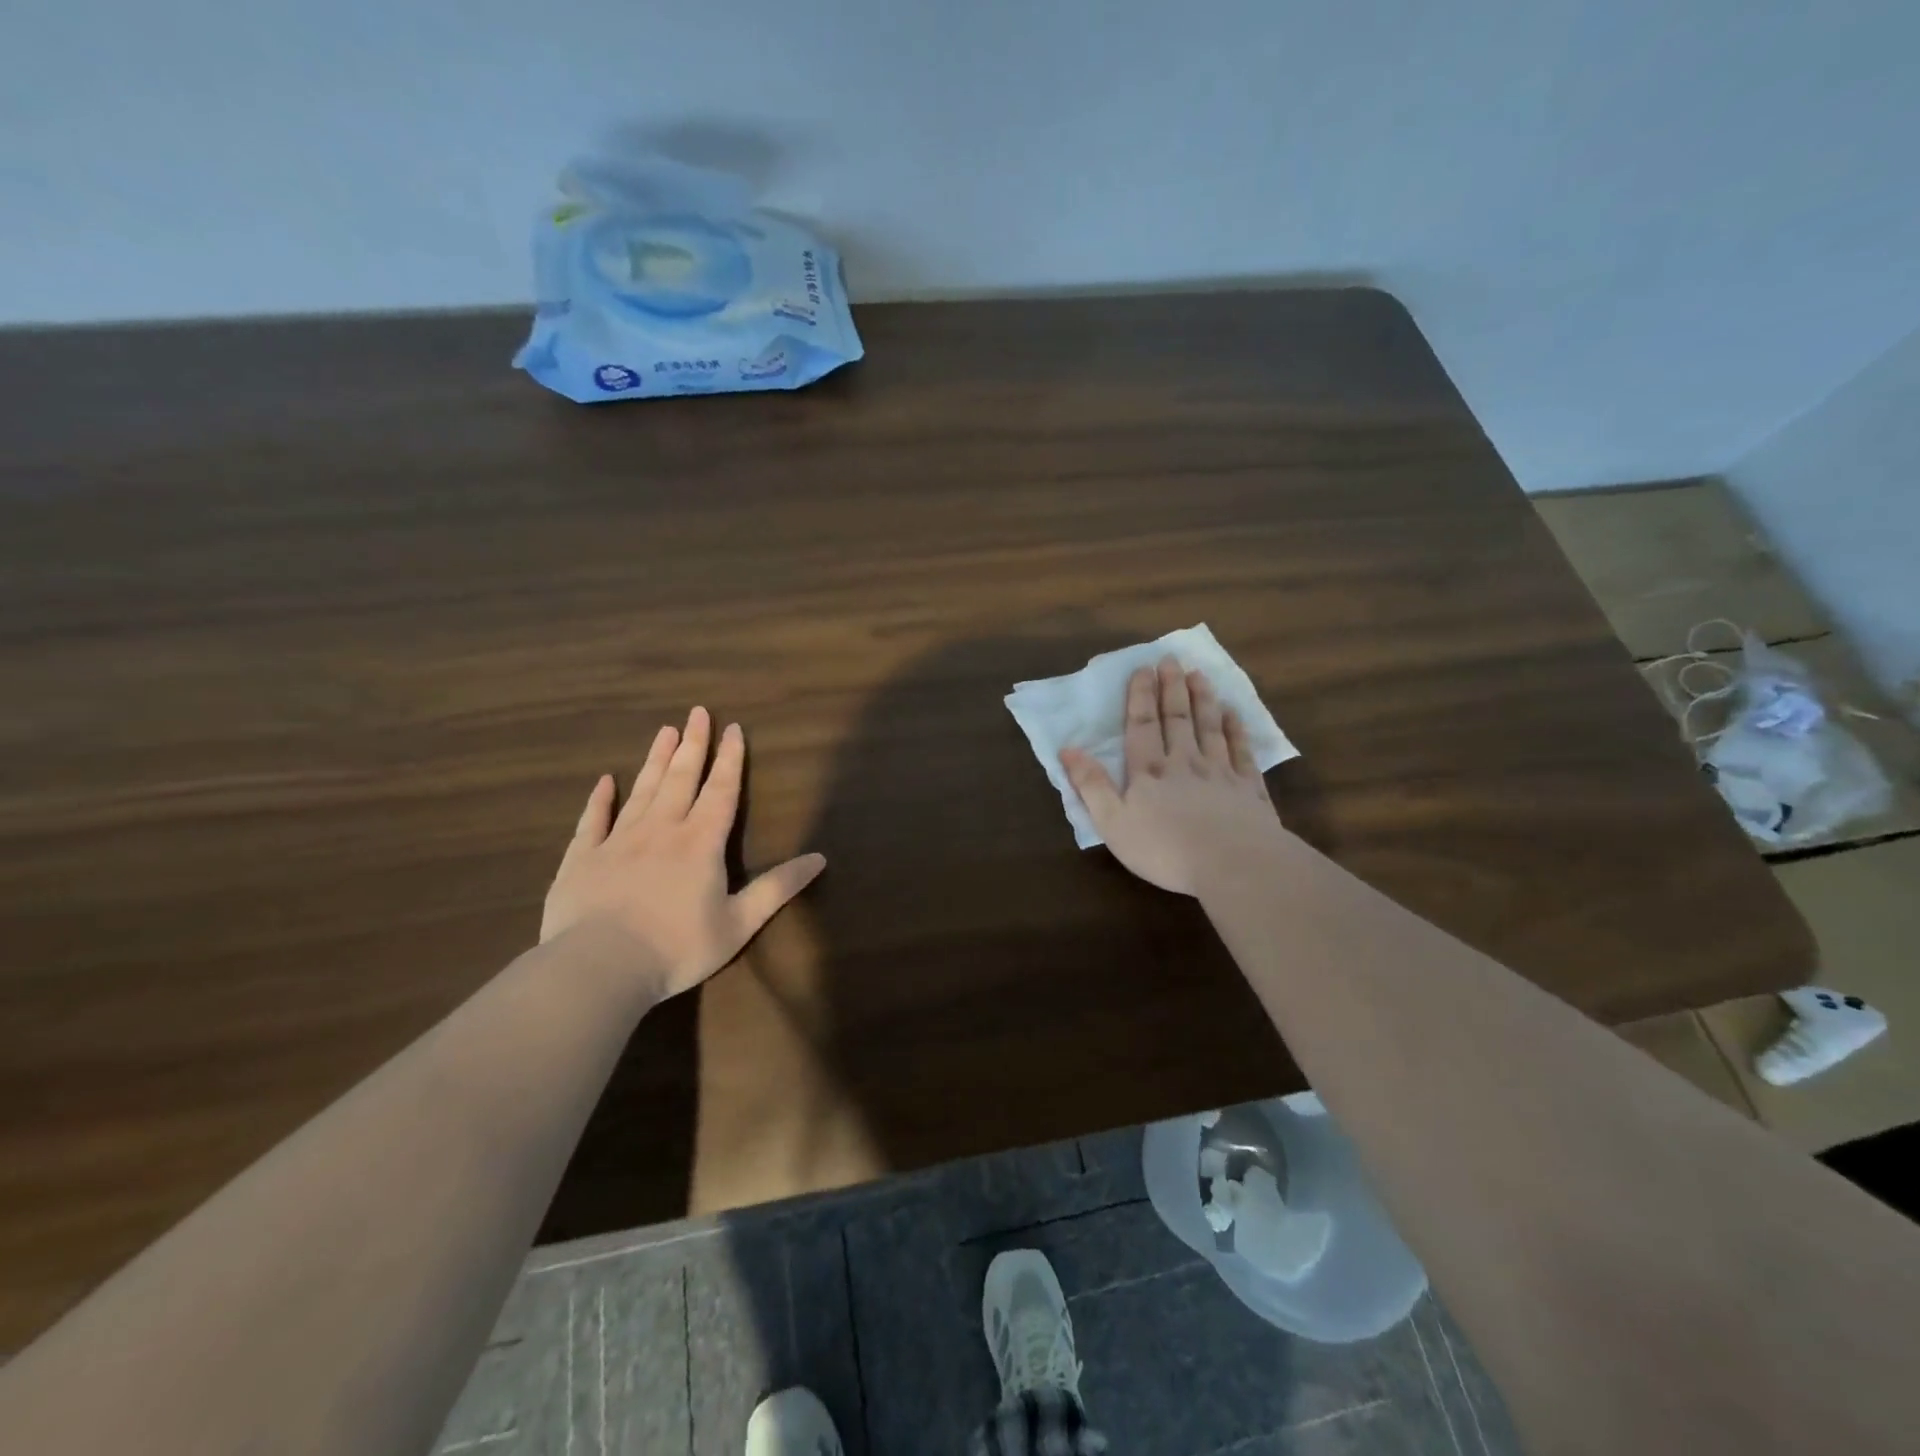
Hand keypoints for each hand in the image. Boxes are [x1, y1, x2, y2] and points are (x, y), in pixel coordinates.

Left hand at [541, 707, 826, 1000]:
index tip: (732, 728)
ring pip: (641, 791)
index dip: (729, 759)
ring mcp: (617, 841)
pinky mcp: (581, 859)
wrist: (599, 968)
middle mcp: (661, 831)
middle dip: (693, 745)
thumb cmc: (677, 948)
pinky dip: (599, 799)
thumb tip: (820, 858)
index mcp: (700, 843)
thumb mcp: (739, 923)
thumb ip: (778, 888)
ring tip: (665, 731)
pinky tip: (605, 781)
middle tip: (697, 712)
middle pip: (680, 779)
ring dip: (655, 760)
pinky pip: (591, 821)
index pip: (720, 791)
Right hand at [1061, 657, 1284, 894]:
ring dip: (1203, 699)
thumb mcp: (1113, 823)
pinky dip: (1236, 729)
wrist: (1232, 864)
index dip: (1141, 696)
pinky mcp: (1249, 788)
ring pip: (1210, 727)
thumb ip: (1091, 785)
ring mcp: (1221, 772)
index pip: (1143, 725)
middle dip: (1172, 687)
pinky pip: (1241, 750)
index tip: (1143, 669)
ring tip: (1199, 675)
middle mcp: (1185, 762)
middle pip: (1178, 718)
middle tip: (1171, 660)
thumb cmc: (1164, 849)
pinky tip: (1234, 713)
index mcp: (1149, 771)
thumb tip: (1068, 749)